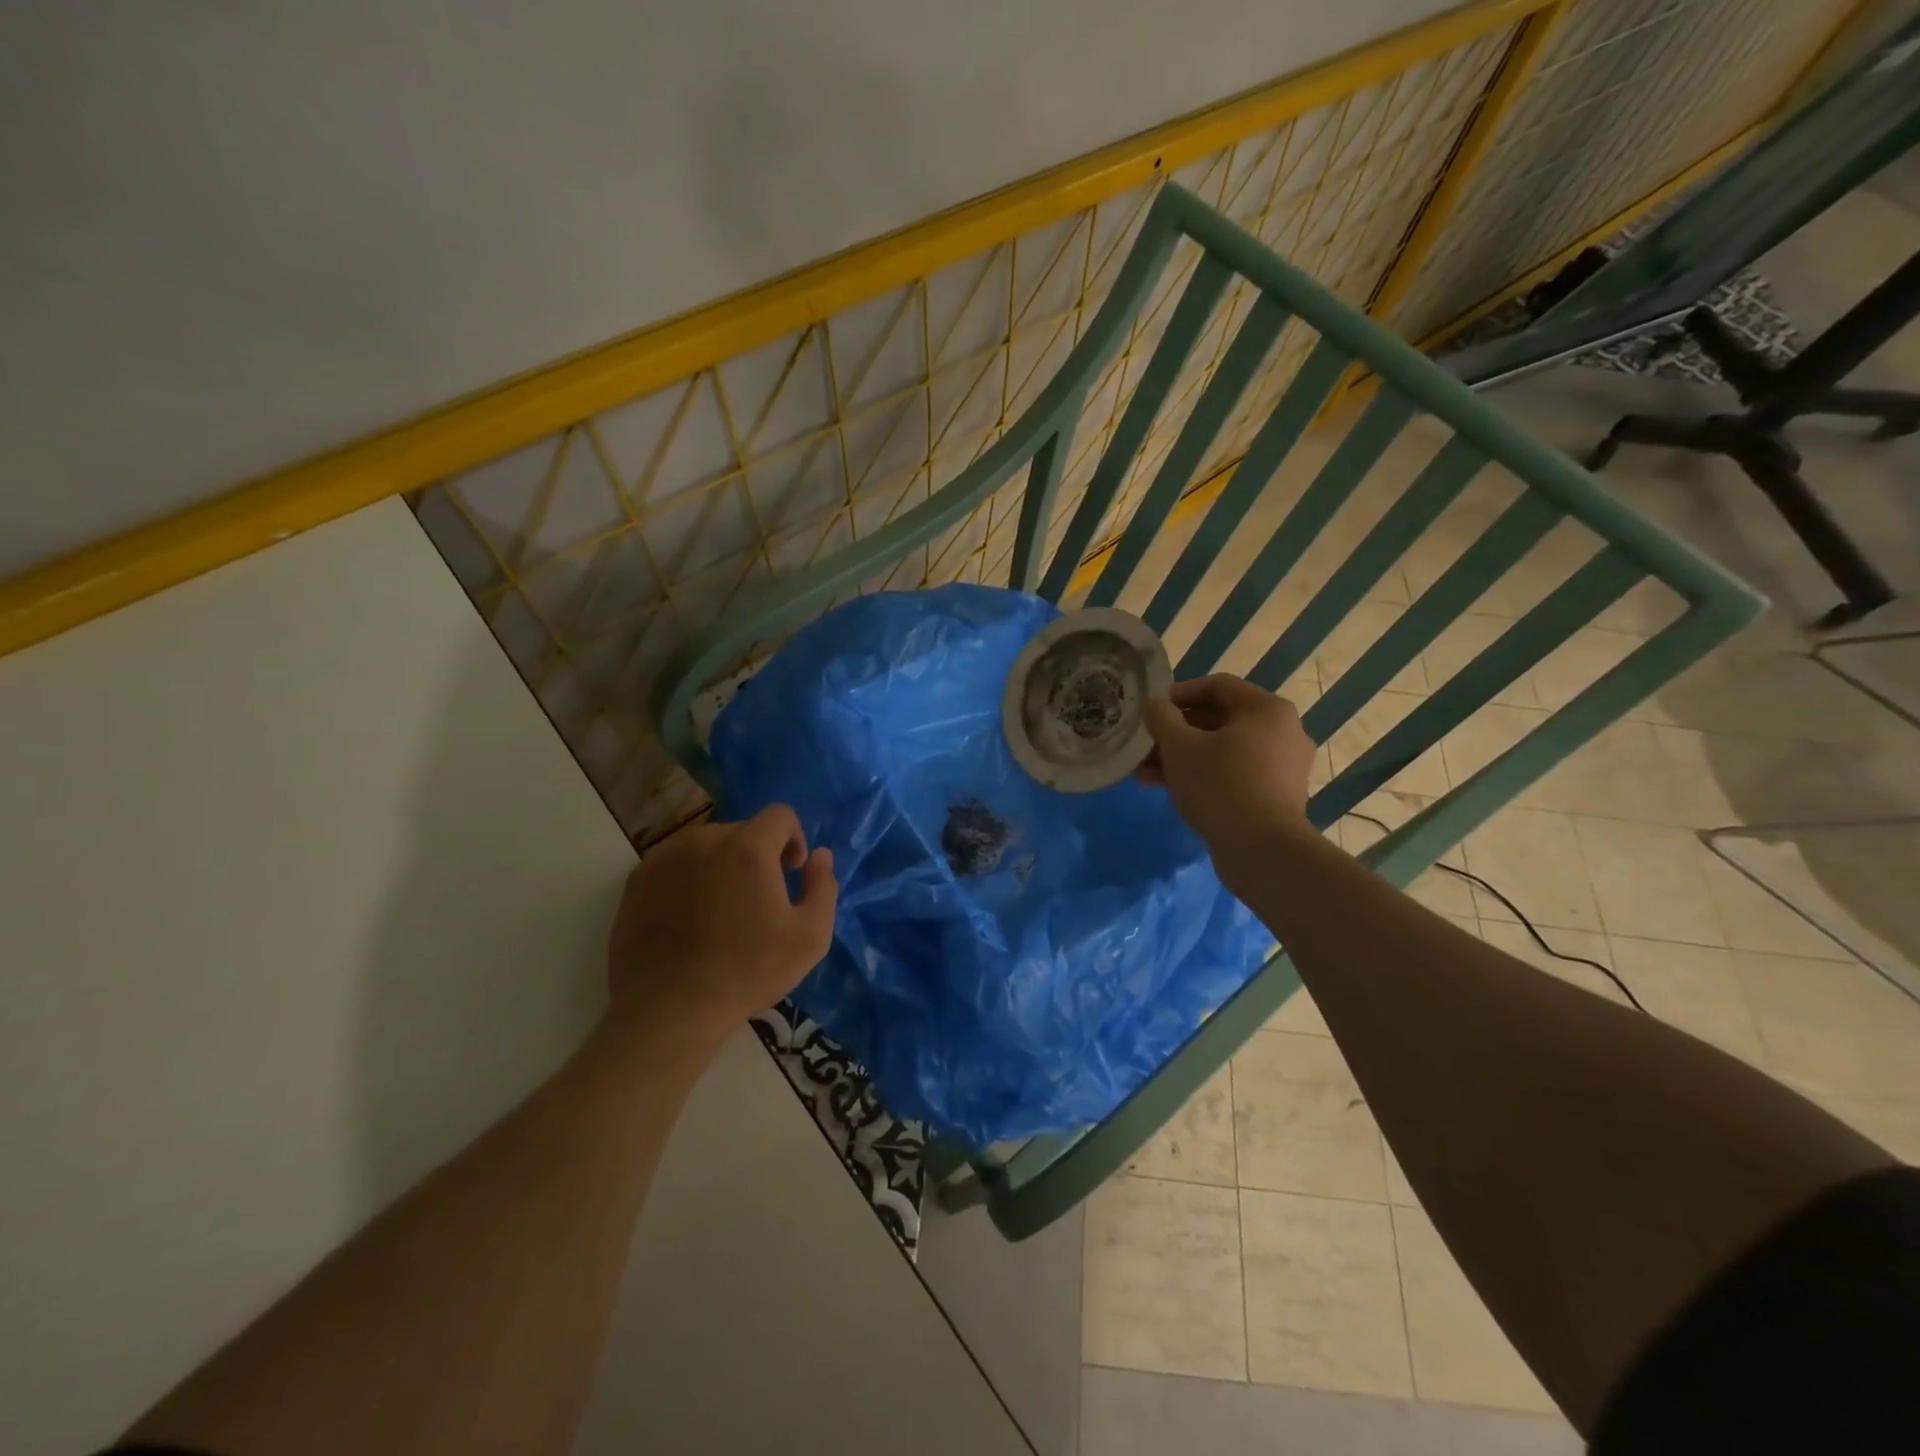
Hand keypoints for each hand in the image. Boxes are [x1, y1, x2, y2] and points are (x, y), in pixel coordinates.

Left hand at [603, 805, 836, 1058]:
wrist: (669, 1010)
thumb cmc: (747, 972)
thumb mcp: (809, 937)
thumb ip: (823, 887)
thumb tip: (820, 856)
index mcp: (748, 848)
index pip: (780, 815)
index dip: (793, 838)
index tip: (791, 872)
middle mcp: (704, 840)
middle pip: (743, 830)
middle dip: (758, 854)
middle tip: (758, 897)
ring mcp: (665, 857)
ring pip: (707, 844)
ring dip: (723, 863)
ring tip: (723, 908)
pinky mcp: (637, 879)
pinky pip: (676, 862)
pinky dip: (690, 877)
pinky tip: (690, 916)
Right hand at [1141, 675, 1317, 859]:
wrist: (1263, 851)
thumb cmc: (1221, 785)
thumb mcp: (1180, 747)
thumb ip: (1162, 718)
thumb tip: (1154, 705)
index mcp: (1267, 710)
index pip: (1217, 686)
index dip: (1178, 694)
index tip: (1151, 711)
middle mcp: (1282, 732)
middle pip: (1219, 720)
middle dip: (1176, 732)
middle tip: (1145, 744)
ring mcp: (1281, 767)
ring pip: (1222, 750)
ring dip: (1183, 757)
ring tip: (1144, 771)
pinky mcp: (1274, 796)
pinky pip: (1233, 774)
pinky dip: (1202, 775)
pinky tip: (1168, 789)